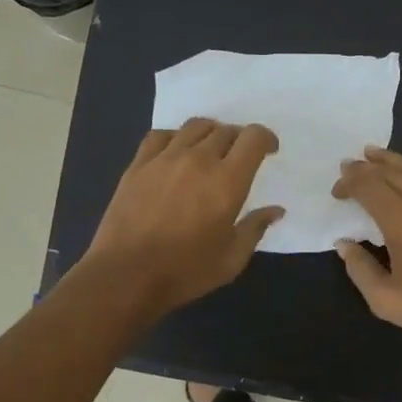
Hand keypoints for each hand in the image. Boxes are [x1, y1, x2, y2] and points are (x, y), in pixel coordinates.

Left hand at [80, 118, 283, 313]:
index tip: (269, 151)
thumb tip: (275, 210)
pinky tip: (176, 153)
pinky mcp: (139, 165)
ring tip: (211, 151)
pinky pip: (161, 135)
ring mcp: (165, 159)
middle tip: (240, 159)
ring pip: (195, 127)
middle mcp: (198, 160)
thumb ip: (255, 229)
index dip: (266, 138)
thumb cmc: (185, 271)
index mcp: (227, 181)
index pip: (253, 138)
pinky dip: (176, 138)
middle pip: (226, 131)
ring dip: (210, 134)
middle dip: (239, 140)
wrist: (126, 275)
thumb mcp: (231, 259)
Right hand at [331, 147, 401, 354]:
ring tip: (376, 154)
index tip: (336, 192)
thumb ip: (360, 268)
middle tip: (349, 164)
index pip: (368, 187)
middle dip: (366, 167)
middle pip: (390, 172)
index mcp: (399, 219)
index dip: (349, 183)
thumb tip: (345, 243)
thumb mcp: (384, 298)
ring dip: (393, 161)